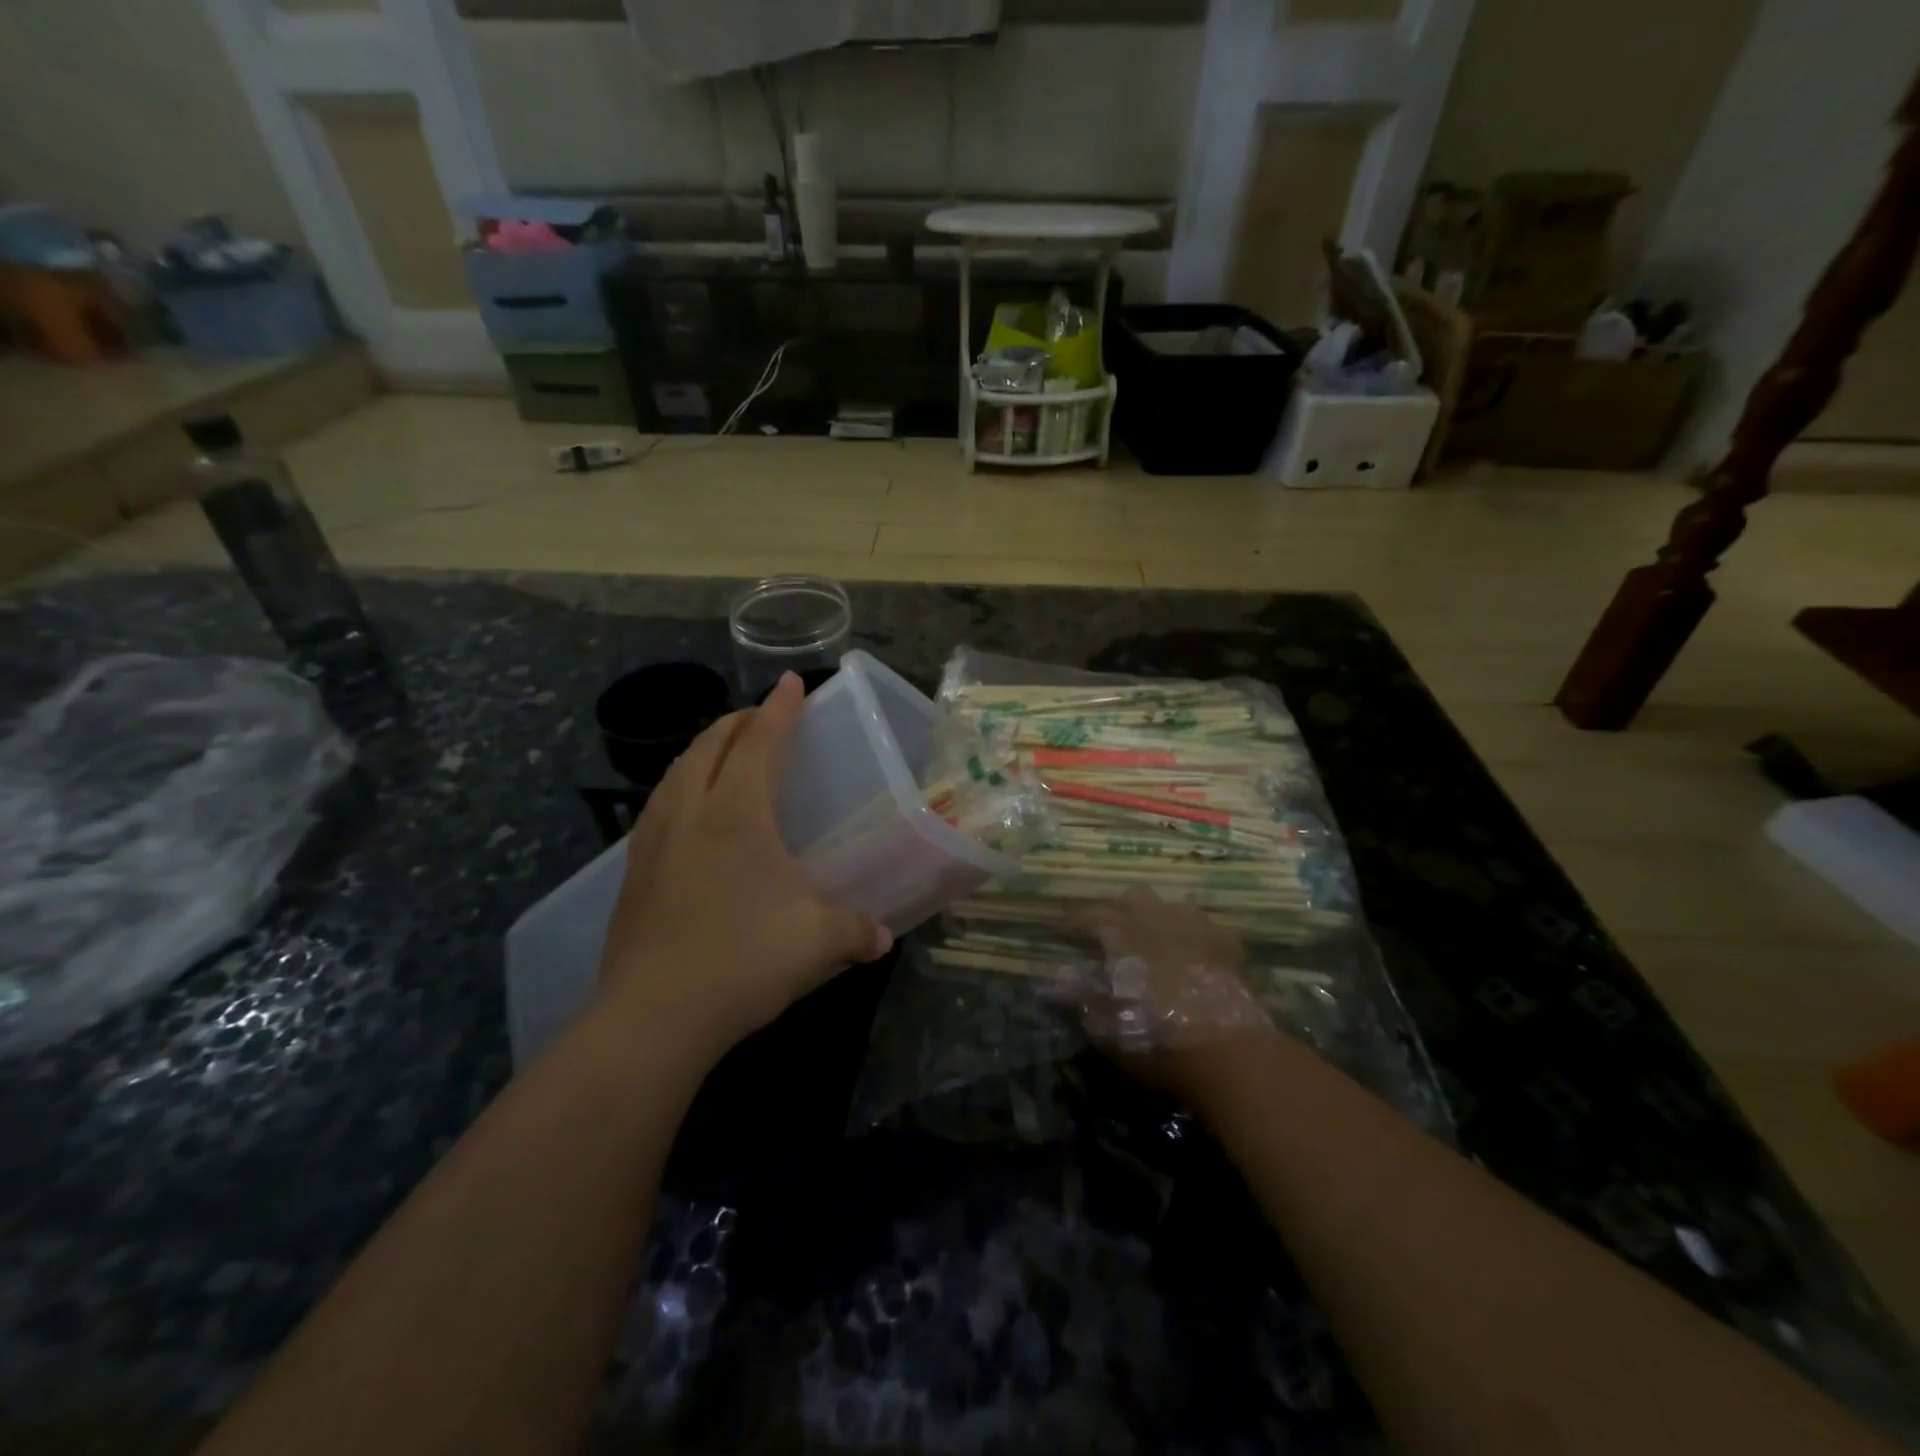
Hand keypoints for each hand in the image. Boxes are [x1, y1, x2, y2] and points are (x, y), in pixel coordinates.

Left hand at [595, 672, 892, 1061]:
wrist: (652, 1016)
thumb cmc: (743, 958)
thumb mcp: (818, 941)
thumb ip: (856, 930)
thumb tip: (882, 938)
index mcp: (736, 812)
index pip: (760, 741)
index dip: (780, 708)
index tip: (793, 682)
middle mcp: (689, 813)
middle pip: (709, 745)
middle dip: (738, 722)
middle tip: (763, 718)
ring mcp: (652, 842)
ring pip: (676, 774)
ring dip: (703, 752)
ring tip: (723, 756)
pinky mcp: (632, 875)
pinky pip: (659, 809)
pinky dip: (681, 790)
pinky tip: (691, 817)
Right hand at [1069, 888, 1275, 1106]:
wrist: (1229, 1054)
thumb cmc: (1158, 1042)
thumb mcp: (1108, 1028)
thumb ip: (1082, 997)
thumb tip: (1059, 975)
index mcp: (1123, 937)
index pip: (1090, 915)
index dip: (1074, 918)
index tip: (1063, 923)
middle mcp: (1158, 922)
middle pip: (1134, 897)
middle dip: (1120, 907)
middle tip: (1111, 928)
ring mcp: (1196, 929)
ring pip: (1173, 903)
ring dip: (1160, 914)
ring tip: (1155, 933)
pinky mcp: (1227, 946)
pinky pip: (1210, 924)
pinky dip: (1198, 930)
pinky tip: (1197, 944)